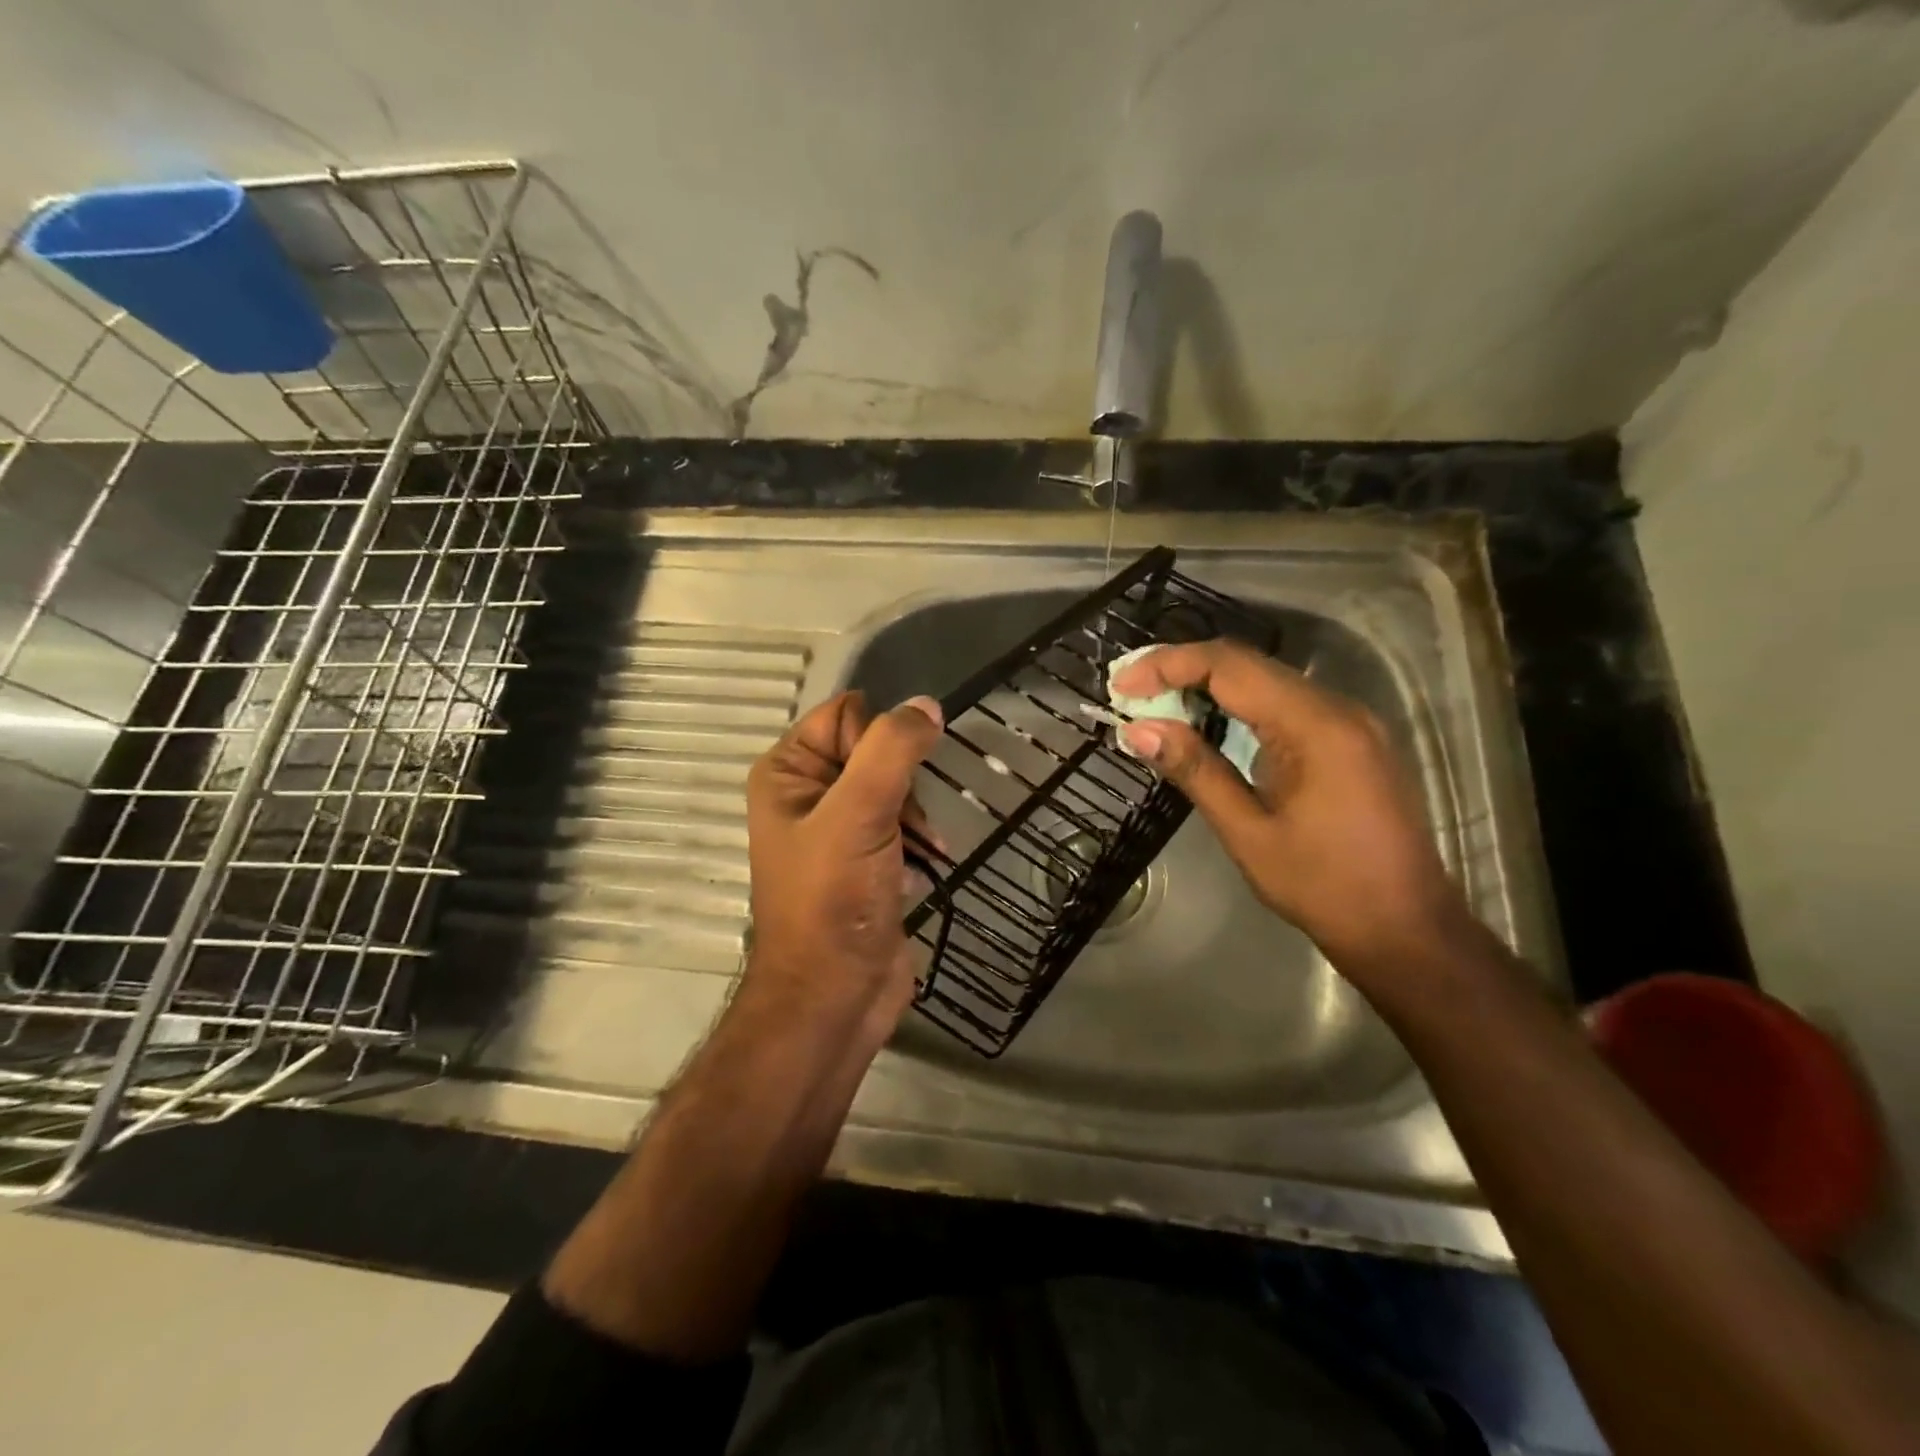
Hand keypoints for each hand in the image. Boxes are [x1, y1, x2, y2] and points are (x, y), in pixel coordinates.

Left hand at [744, 690, 943, 1036]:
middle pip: (875, 750)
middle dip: (904, 783)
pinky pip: (902, 826)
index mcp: (788, 772)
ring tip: (926, 849)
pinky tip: (927, 866)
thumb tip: (926, 705)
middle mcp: (808, 794)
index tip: (894, 780)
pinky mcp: (865, 861)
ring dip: (917, 816)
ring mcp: (838, 830)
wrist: (835, 996)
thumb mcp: (859, 814)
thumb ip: (892, 751)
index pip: (845, 714)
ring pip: (896, 789)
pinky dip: (919, 841)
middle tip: (906, 822)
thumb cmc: (834, 899)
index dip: (879, 738)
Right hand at [1112, 639, 1469, 978]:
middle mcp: (1337, 708)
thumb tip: (1137, 730)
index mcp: (1315, 726)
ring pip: (1266, 681)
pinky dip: (1238, 706)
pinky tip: (1207, 725)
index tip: (1121, 685)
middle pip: (1248, 664)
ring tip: (1155, 706)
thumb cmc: (1324, 887)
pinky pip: (1285, 704)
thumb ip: (1195, 771)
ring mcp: (1350, 722)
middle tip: (1129, 692)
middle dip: (1182, 670)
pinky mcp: (1351, 740)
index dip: (1169, 666)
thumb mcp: (1248, 833)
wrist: (1407, 928)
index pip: (1230, 666)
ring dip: (1208, 686)